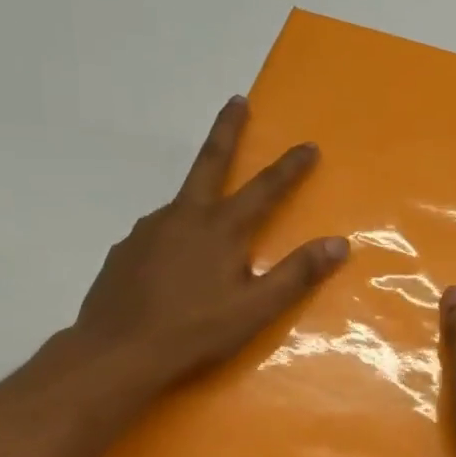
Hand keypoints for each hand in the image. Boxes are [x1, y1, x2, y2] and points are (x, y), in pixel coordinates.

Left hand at [59, 97, 348, 400]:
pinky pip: (156, 233)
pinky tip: (171, 262)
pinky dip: (172, 236)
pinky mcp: (124, 251)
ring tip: (208, 221)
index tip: (308, 145)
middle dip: (227, 130)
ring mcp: (147, 231)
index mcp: (221, 229)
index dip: (289, 167)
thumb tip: (339, 244)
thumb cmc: (194, 332)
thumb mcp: (255, 310)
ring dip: (199, 198)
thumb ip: (297, 274)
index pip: (265, 188)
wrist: (116, 354)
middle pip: (210, 162)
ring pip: (181, 204)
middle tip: (236, 101)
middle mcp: (183, 217)